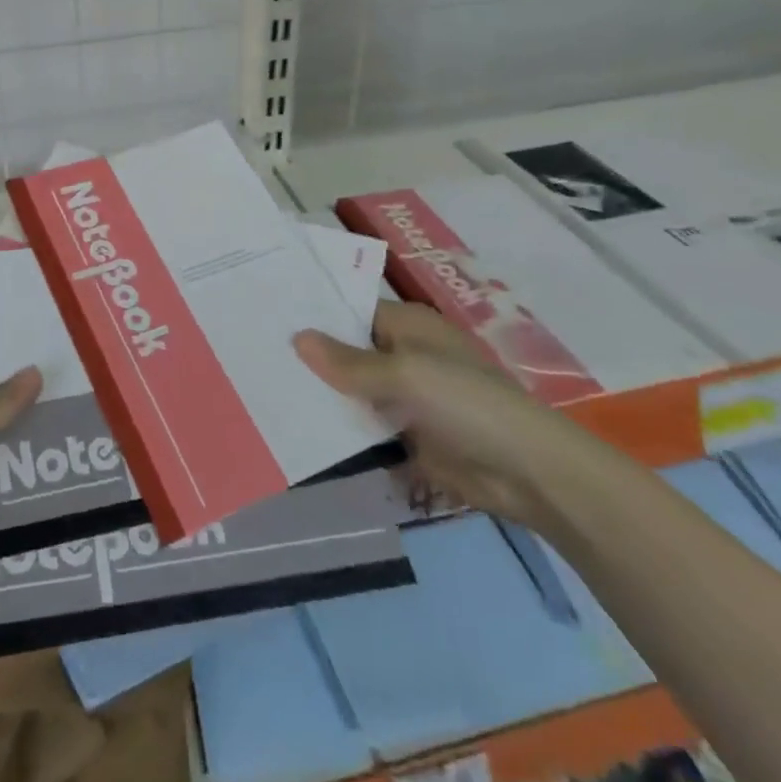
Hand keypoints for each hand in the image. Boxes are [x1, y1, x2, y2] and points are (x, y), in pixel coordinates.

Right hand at [294, 302, 593, 531]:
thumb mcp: (405, 375)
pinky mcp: (406, 434)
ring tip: (264, 390)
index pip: (349, 309)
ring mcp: (404, 395)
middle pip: (347, 350)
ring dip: (321, 393)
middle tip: (254, 355)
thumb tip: (297, 338)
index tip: (267, 315)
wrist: (526, 472)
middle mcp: (402, 353)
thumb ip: (349, 362)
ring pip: (352, 389)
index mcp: (406, 324)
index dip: (314, 312)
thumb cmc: (467, 403)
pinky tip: (298, 427)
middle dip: (311, 356)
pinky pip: (364, 425)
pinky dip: (339, 427)